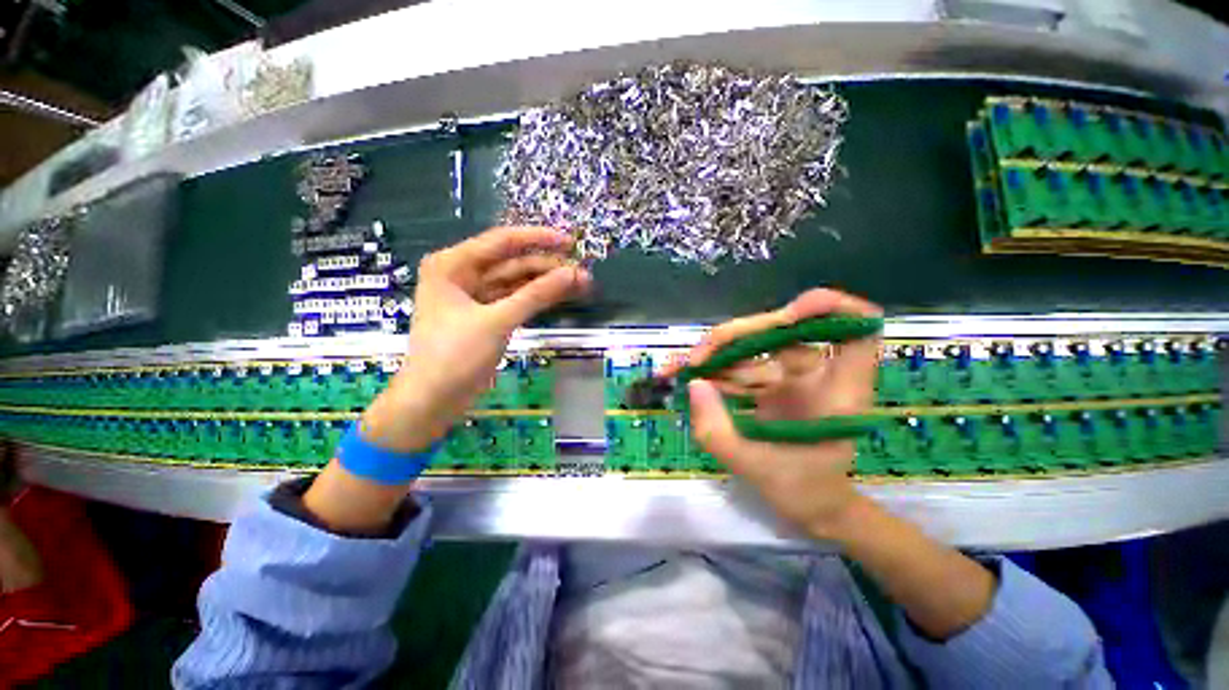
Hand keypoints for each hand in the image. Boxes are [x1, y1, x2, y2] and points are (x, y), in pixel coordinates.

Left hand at [304, 227, 589, 533]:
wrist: (432, 401)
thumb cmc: (454, 356)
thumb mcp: (497, 321)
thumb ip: (536, 295)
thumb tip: (573, 274)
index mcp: (453, 264)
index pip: (502, 241)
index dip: (539, 239)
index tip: (570, 241)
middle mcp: (462, 274)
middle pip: (512, 263)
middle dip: (548, 267)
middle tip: (583, 273)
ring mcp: (474, 297)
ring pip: (516, 282)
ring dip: (546, 283)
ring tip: (580, 285)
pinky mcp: (485, 316)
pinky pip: (514, 300)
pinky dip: (536, 299)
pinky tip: (559, 297)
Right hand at [677, 289, 882, 539]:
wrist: (811, 506)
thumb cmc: (802, 491)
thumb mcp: (754, 468)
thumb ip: (718, 431)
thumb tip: (694, 384)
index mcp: (838, 392)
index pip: (858, 330)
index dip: (831, 309)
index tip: (789, 315)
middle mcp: (819, 375)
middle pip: (783, 329)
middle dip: (736, 337)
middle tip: (697, 358)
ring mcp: (794, 377)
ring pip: (755, 345)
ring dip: (716, 356)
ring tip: (679, 370)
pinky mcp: (772, 383)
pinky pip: (742, 365)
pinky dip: (715, 369)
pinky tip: (687, 376)